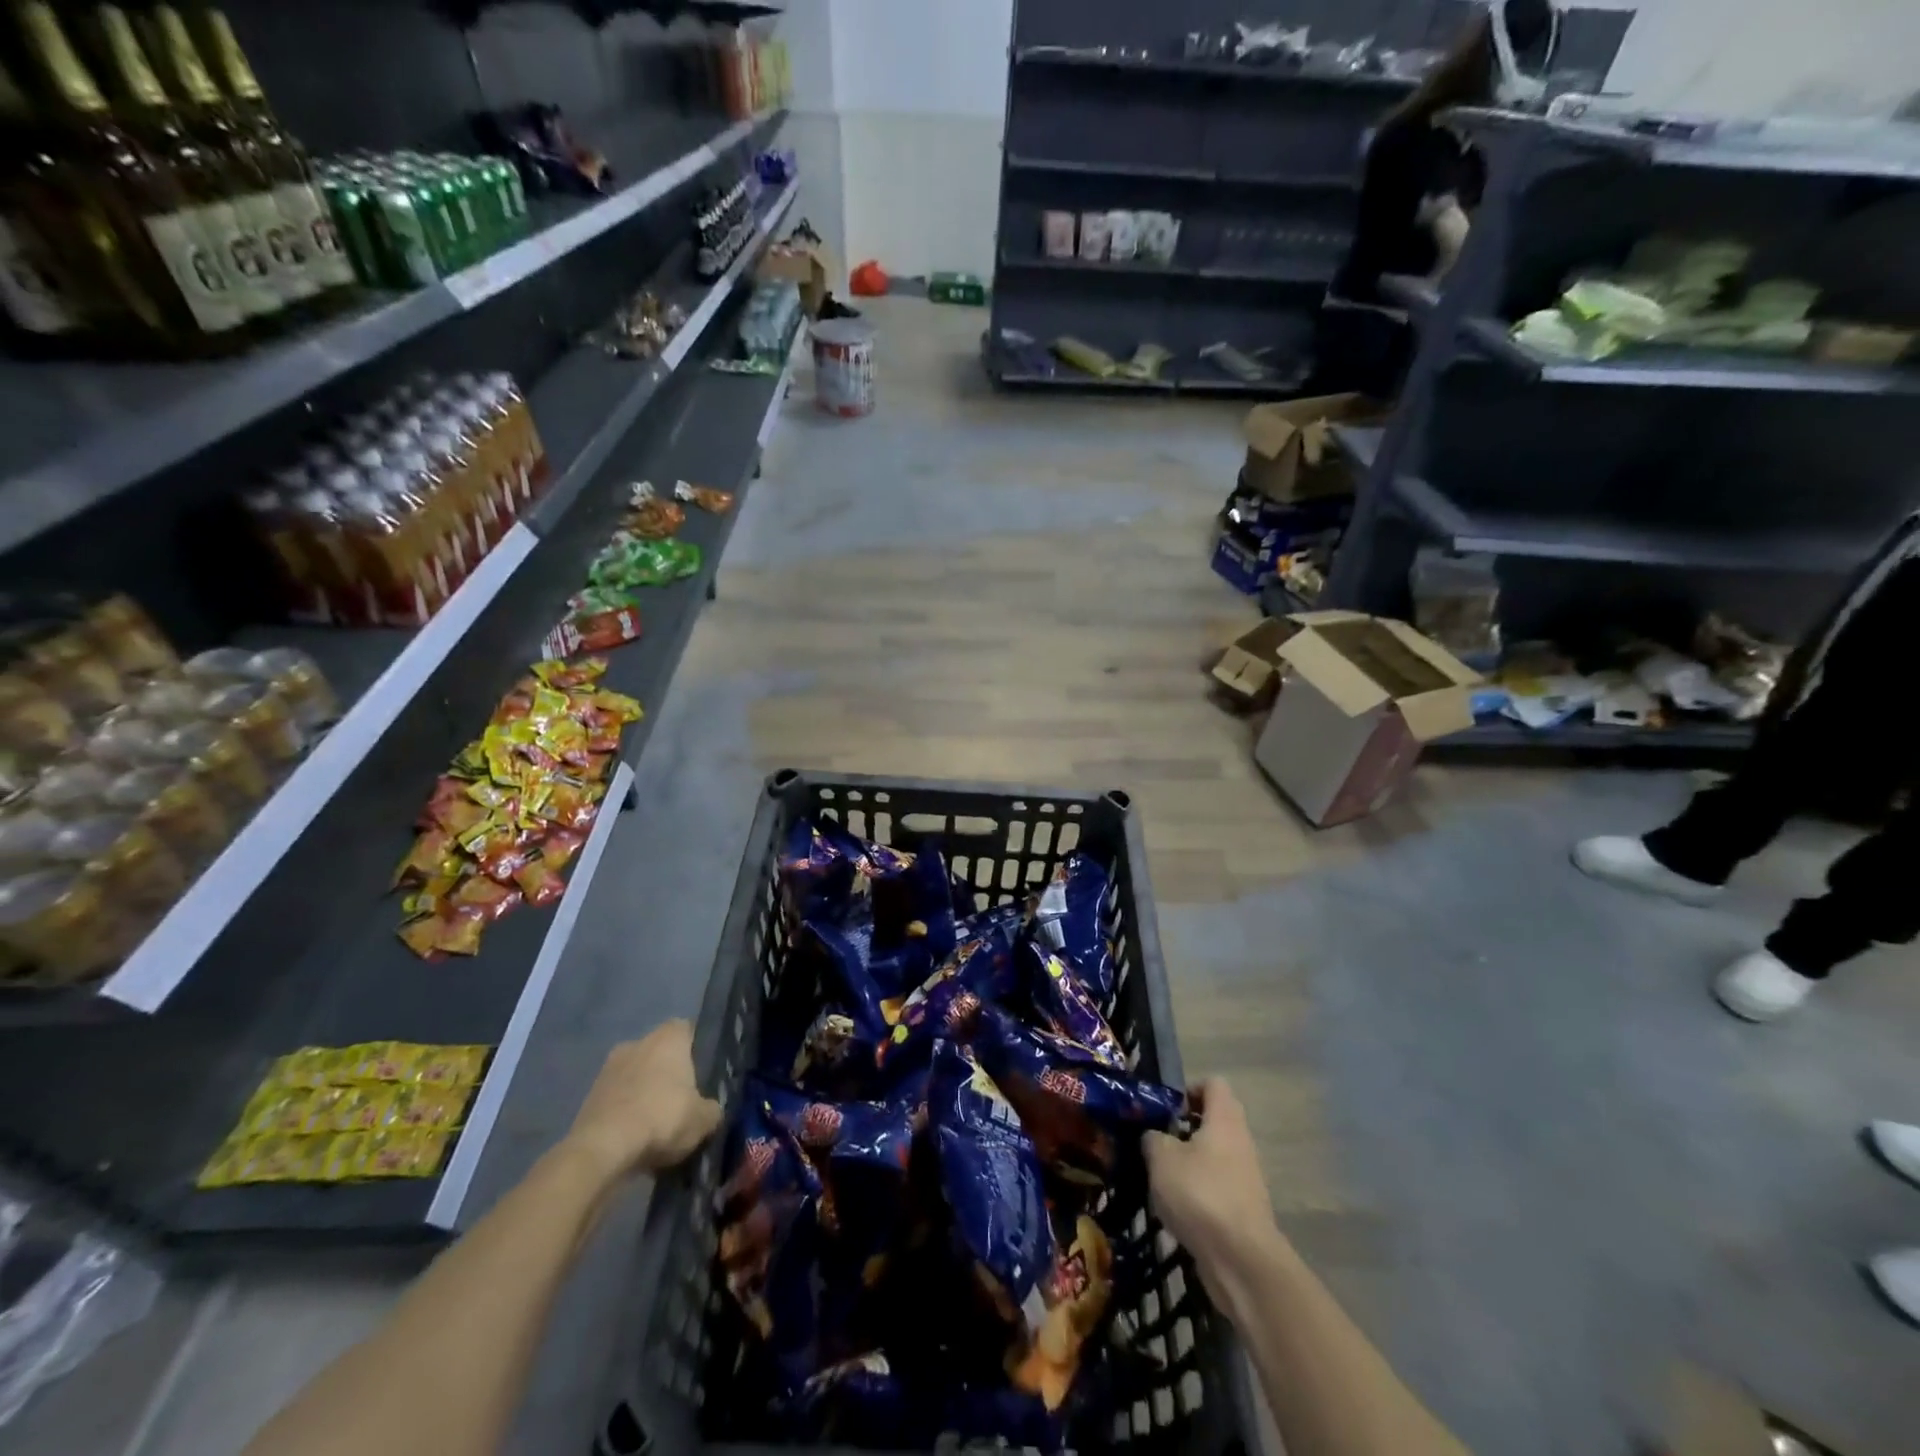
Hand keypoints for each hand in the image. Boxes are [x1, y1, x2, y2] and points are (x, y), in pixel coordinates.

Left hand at [565, 1021, 721, 1181]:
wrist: (602, 1150)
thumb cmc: (662, 1118)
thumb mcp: (703, 1119)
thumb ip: (712, 1109)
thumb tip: (711, 1110)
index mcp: (668, 1037)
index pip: (688, 1029)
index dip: (697, 1049)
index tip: (704, 1072)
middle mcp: (637, 1042)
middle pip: (659, 1052)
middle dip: (669, 1073)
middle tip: (682, 1101)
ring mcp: (608, 1068)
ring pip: (636, 1075)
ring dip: (644, 1093)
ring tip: (657, 1125)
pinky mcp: (588, 1097)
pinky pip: (617, 1099)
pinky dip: (625, 1112)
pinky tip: (634, 1137)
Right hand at [1143, 1078, 1281, 1277]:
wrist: (1242, 1261)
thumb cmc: (1201, 1194)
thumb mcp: (1162, 1157)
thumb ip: (1153, 1138)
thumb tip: (1153, 1137)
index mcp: (1225, 1120)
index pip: (1213, 1084)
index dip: (1188, 1089)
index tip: (1165, 1109)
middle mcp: (1240, 1142)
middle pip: (1214, 1120)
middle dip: (1184, 1127)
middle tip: (1157, 1140)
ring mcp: (1246, 1178)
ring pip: (1213, 1155)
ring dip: (1188, 1162)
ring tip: (1160, 1177)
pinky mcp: (1243, 1209)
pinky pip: (1216, 1186)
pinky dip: (1197, 1191)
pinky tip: (1175, 1208)